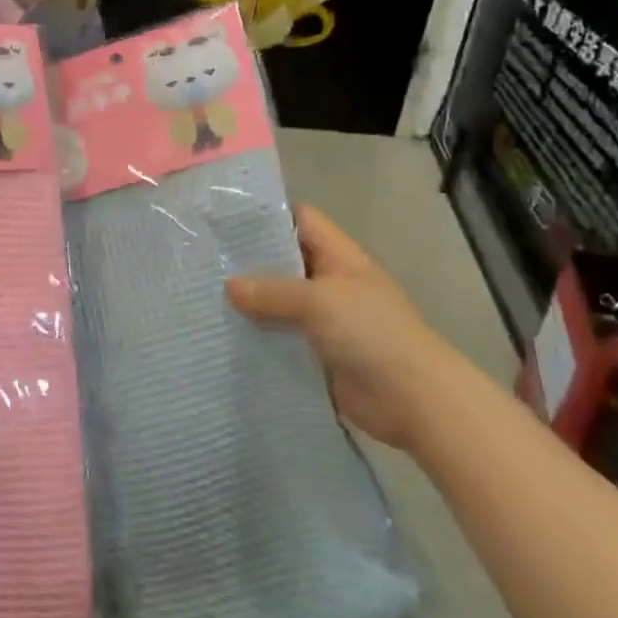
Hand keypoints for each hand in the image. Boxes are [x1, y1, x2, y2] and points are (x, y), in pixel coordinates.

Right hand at [226, 205, 460, 448]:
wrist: (415, 401)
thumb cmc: (372, 334)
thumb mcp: (320, 301)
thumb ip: (272, 291)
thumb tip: (228, 285)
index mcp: (340, 258)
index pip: (302, 220)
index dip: (267, 216)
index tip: (225, 218)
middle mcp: (331, 284)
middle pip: (285, 262)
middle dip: (248, 261)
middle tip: (202, 259)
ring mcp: (325, 322)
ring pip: (279, 304)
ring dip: (249, 304)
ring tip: (203, 296)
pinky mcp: (318, 355)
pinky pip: (281, 339)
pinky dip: (258, 338)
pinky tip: (223, 336)